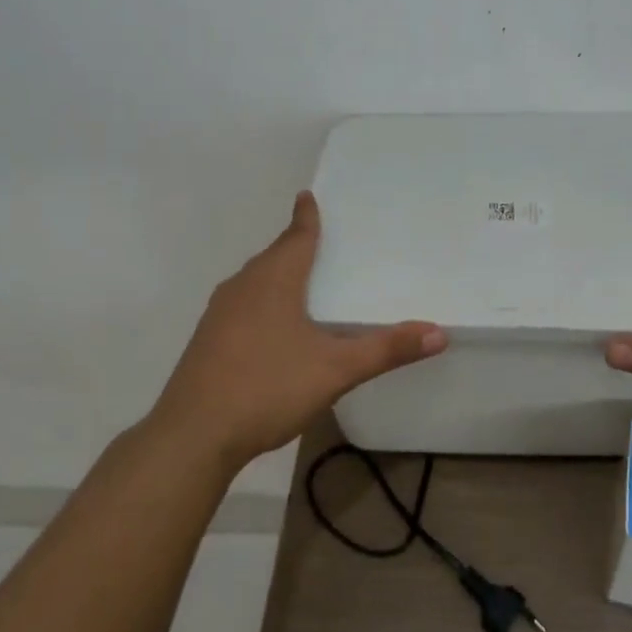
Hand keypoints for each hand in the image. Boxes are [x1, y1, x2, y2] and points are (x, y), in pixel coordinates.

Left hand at [150, 192, 447, 469]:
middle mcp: (243, 287)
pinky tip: (274, 325)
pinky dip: (262, 301)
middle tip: (320, 239)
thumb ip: (387, 350)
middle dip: (295, 245)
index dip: (306, 217)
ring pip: (255, 281)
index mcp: (273, 281)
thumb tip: (439, 332)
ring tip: (301, 278)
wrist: (193, 436)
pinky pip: (242, 305)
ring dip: (277, 274)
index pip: (296, 237)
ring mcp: (219, 314)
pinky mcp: (207, 340)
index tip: (308, 195)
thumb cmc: (267, 388)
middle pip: (274, 256)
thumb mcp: (336, 370)